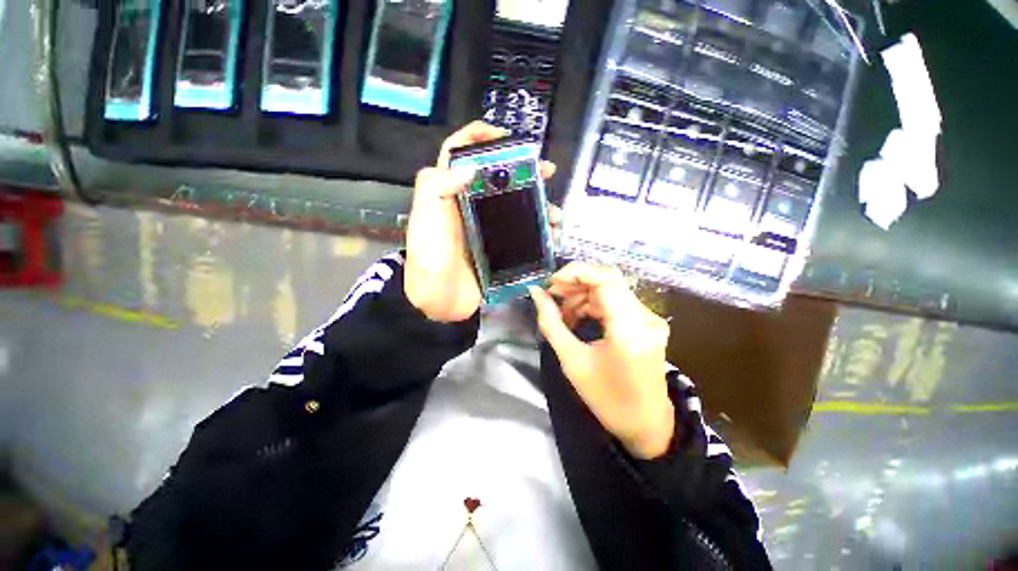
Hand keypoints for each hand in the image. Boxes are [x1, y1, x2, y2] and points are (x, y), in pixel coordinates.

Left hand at [405, 121, 555, 321]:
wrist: (437, 299)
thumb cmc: (430, 255)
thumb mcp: (427, 216)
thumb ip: (439, 185)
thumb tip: (470, 166)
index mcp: (449, 193)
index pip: (458, 154)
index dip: (476, 136)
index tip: (502, 136)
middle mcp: (468, 207)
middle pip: (496, 179)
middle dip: (522, 171)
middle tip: (546, 172)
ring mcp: (485, 229)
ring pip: (514, 208)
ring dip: (537, 206)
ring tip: (554, 213)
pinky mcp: (496, 249)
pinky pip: (520, 235)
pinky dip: (537, 233)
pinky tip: (550, 235)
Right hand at [529, 263, 674, 459]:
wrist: (645, 424)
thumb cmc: (607, 399)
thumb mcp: (572, 361)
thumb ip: (551, 323)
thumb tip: (536, 293)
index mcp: (629, 329)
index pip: (605, 279)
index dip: (576, 273)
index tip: (551, 284)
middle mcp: (646, 317)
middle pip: (608, 279)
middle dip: (576, 282)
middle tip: (552, 295)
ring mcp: (650, 319)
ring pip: (611, 289)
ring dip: (583, 294)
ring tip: (562, 312)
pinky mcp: (648, 323)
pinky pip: (616, 301)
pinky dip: (594, 304)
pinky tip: (578, 317)